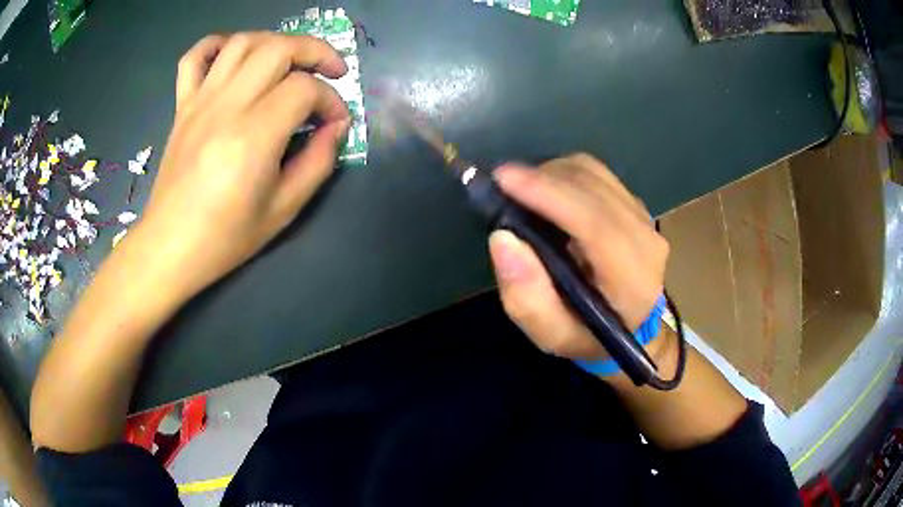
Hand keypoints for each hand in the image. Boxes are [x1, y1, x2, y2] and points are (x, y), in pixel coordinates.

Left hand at [134, 32, 349, 298]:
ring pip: (243, 43)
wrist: (170, 247)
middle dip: (315, 51)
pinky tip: (235, 54)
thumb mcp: (284, 209)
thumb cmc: (225, 237)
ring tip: (290, 61)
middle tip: (331, 71)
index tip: (336, 122)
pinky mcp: (183, 105)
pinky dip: (217, 44)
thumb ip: (318, 162)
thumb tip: (335, 127)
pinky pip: (195, 57)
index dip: (331, 100)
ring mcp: (200, 101)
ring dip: (276, 42)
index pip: (304, 89)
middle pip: (278, 48)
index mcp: (254, 135)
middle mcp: (227, 106)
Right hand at [488, 154, 668, 360]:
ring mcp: (644, 217)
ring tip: (521, 189)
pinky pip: (596, 174)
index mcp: (631, 279)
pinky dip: (564, 174)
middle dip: (541, 177)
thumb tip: (503, 238)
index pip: (595, 223)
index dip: (549, 195)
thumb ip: (527, 297)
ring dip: (550, 173)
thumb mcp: (551, 335)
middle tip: (501, 184)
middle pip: (592, 188)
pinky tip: (546, 191)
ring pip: (593, 172)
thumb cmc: (588, 335)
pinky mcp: (635, 204)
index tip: (503, 179)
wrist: (631, 326)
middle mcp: (645, 239)